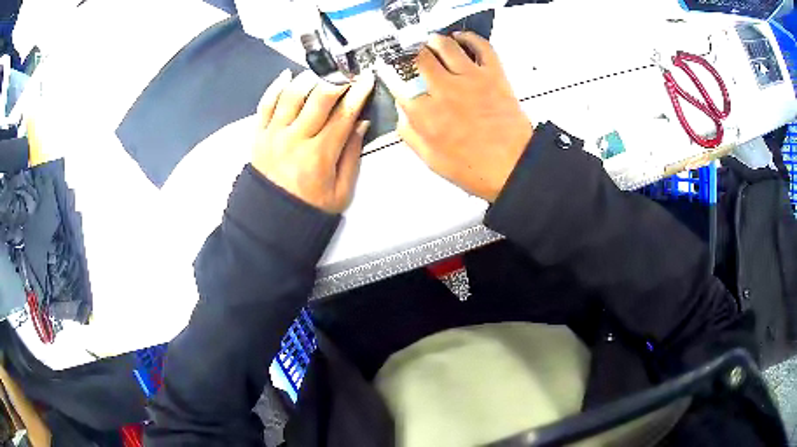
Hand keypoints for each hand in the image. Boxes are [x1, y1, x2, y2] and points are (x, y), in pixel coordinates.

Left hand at [252, 70, 374, 212]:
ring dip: (309, 78)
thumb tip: (360, 123)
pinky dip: (276, 87)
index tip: (366, 78)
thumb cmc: (310, 207)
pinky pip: (265, 104)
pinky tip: (287, 76)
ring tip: (321, 72)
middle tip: (346, 70)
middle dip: (337, 79)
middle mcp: (295, 139)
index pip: (343, 115)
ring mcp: (274, 135)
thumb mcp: (341, 190)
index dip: (358, 94)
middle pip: (319, 98)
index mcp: (319, 155)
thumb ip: (351, 155)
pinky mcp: (258, 135)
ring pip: (292, 95)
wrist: (271, 220)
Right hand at [393, 32, 532, 201]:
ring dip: (435, 41)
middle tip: (415, 57)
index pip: (400, 85)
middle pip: (419, 59)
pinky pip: (481, 46)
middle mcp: (444, 90)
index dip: (394, 78)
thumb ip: (411, 134)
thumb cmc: (473, 168)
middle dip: (413, 56)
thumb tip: (402, 111)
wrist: (514, 167)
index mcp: (426, 114)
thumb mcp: (431, 160)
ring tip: (433, 43)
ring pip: (445, 46)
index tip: (394, 75)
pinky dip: (470, 37)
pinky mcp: (493, 75)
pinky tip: (461, 38)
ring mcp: (470, 79)